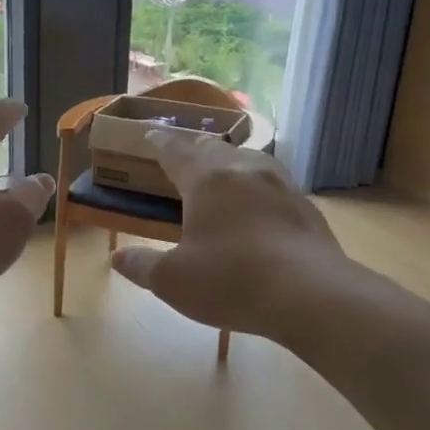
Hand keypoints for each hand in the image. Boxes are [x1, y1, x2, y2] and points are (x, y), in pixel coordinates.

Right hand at [110, 129, 351, 337]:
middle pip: (213, 147)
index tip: (150, 134)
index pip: (175, 150)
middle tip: (182, 155)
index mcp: (206, 179)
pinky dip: (254, 187)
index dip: (159, 142)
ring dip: (228, 163)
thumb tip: (117, 257)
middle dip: (193, 148)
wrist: (312, 295)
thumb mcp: (173, 281)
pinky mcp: (305, 205)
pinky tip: (256, 207)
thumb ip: (142, 265)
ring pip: (247, 160)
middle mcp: (244, 169)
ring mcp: (280, 184)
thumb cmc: (232, 281)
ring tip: (220, 175)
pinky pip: (271, 183)